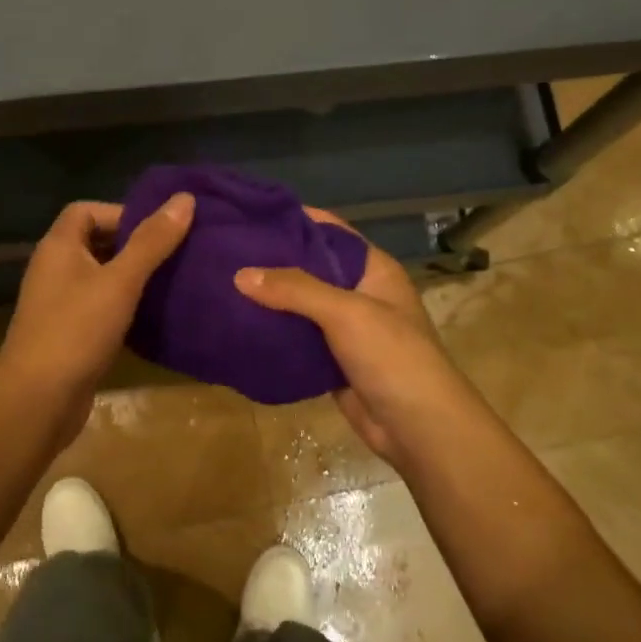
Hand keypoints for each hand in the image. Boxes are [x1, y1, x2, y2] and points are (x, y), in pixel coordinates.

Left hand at [0, 196, 194, 434]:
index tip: (159, 230)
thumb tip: (184, 198)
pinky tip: (152, 315)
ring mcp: (59, 303)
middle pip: (95, 242)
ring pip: (100, 277)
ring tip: (171, 281)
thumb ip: (152, 241)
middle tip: (174, 253)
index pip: (87, 210)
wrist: (37, 401)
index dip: (122, 213)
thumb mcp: (120, 281)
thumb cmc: (76, 330)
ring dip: (132, 277)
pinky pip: (100, 306)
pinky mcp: (69, 333)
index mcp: (59, 247)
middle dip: (133, 244)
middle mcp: (55, 269)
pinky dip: (124, 305)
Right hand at [233, 210, 486, 464]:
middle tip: (226, 249)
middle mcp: (359, 292)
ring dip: (270, 297)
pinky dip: (273, 330)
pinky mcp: (331, 360)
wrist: (418, 428)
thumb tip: (240, 274)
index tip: (250, 213)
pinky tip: (239, 323)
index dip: (293, 219)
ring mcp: (346, 328)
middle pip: (311, 266)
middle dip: (273, 259)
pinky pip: (297, 337)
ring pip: (301, 304)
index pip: (329, 231)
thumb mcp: (346, 312)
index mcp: (372, 269)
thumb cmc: (392, 356)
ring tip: (222, 281)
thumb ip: (295, 289)